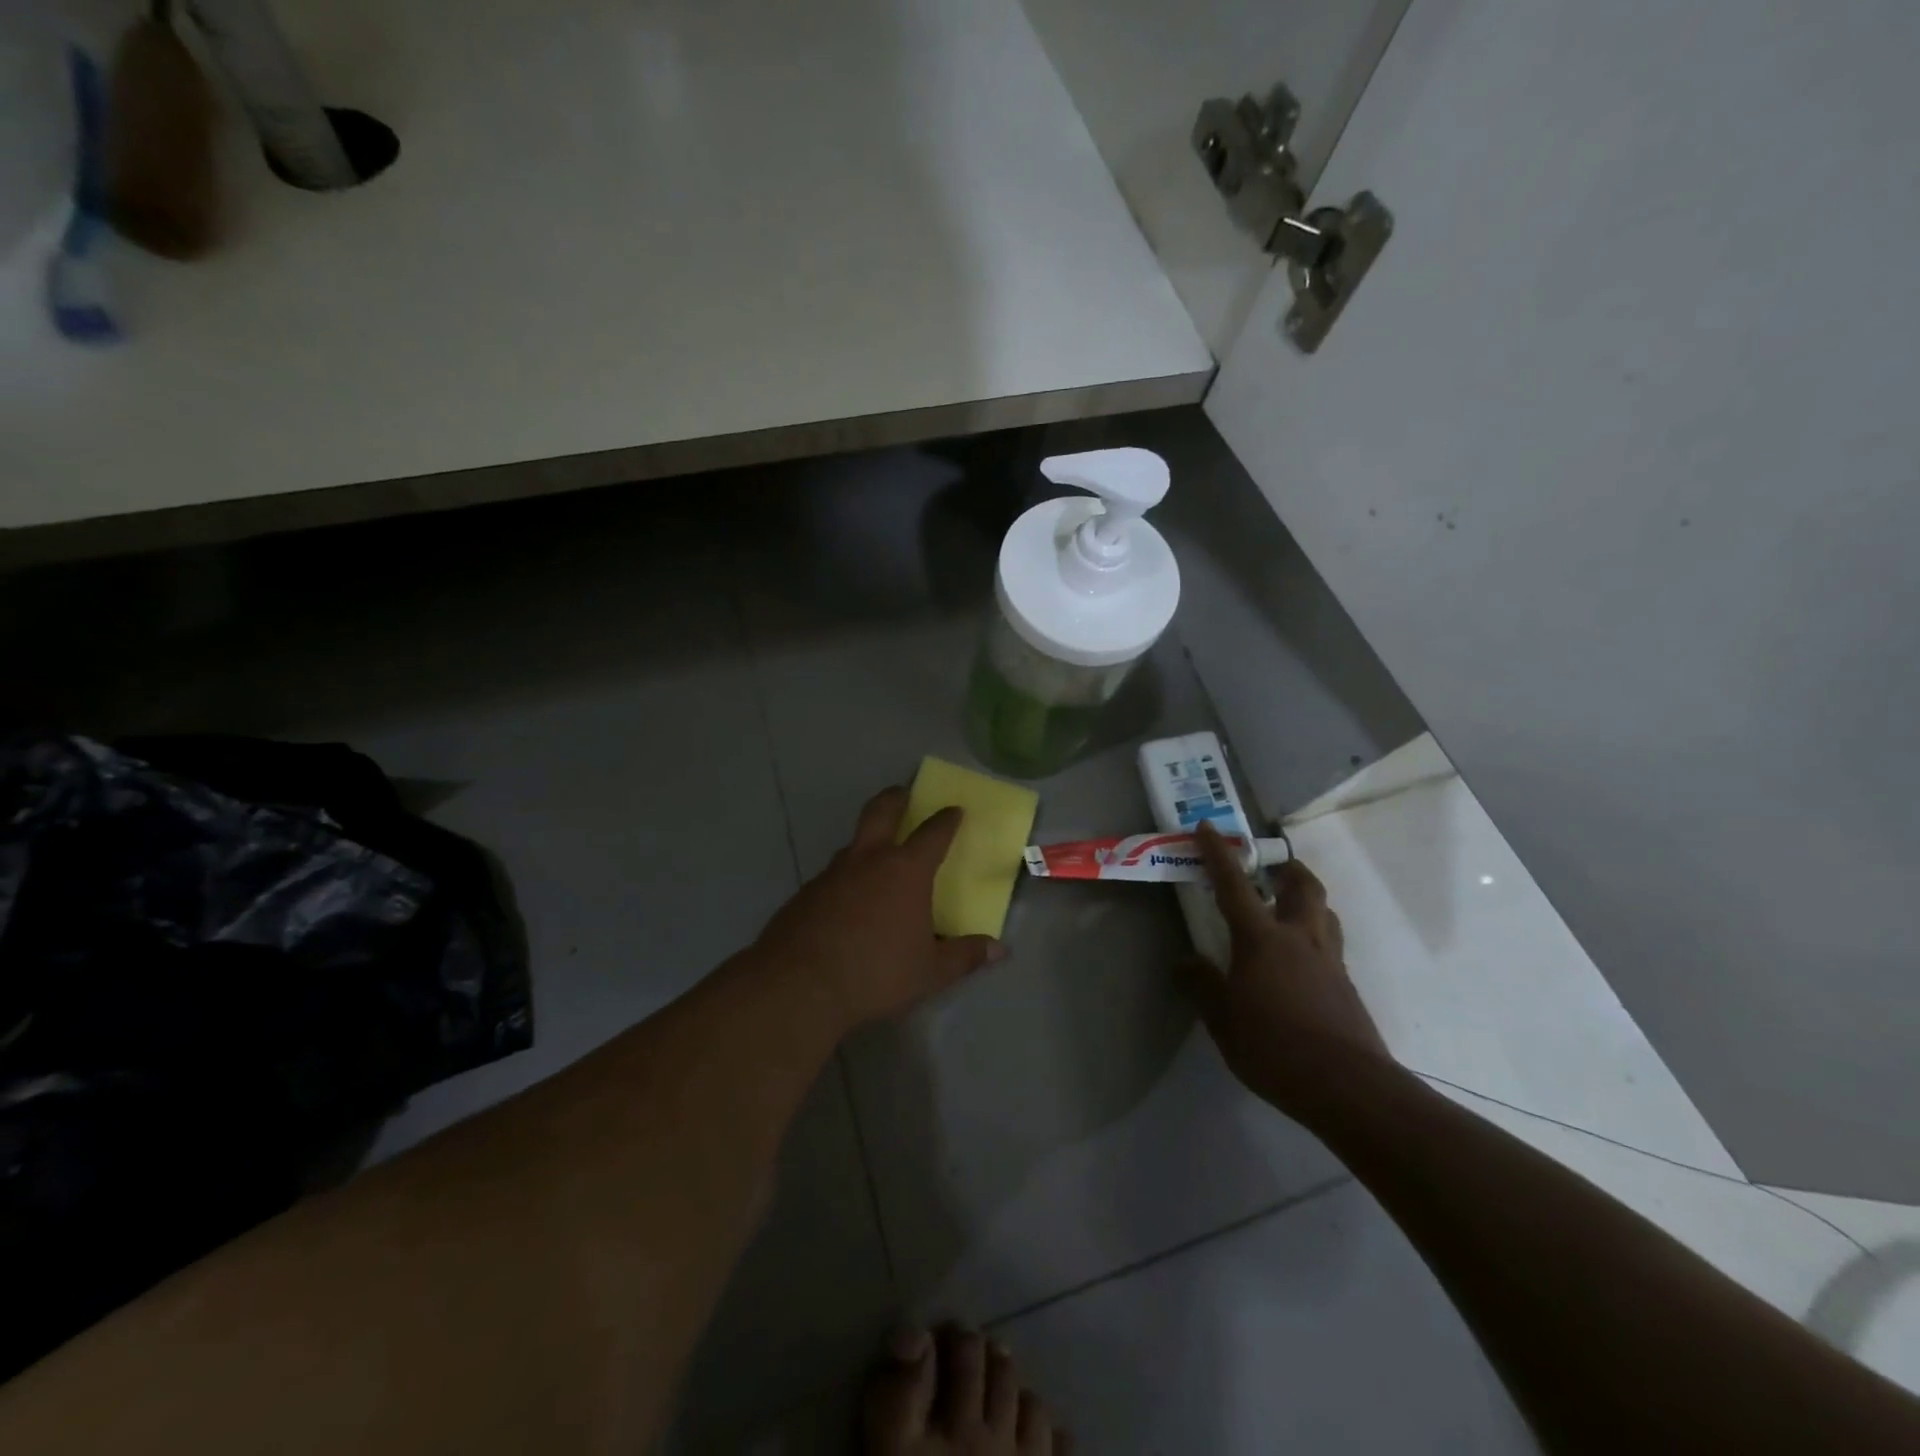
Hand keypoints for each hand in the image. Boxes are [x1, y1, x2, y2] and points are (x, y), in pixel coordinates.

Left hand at [754, 787, 1003, 1028]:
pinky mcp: (806, 892)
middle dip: (895, 797)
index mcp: (906, 871)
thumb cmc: (877, 972)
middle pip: (881, 811)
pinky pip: (832, 875)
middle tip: (903, 792)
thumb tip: (999, 949)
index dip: (946, 820)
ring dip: (867, 840)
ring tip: (876, 856)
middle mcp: (868, 860)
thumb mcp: (930, 972)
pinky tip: (846, 901)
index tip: (954, 810)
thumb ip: (964, 956)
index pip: (933, 833)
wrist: (800, 984)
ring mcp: (832, 873)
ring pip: (853, 843)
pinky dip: (845, 877)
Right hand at [1179, 821, 1393, 1120]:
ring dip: (1307, 900)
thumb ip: (1202, 985)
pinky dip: (1314, 938)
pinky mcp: (1347, 988)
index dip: (1219, 853)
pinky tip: (1300, 964)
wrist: (1348, 1087)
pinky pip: (1330, 947)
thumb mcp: (1223, 1019)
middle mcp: (1299, 938)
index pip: (1234, 884)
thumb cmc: (1274, 1046)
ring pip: (1324, 913)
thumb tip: (1185, 962)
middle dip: (1287, 868)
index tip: (1208, 828)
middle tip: (1271, 868)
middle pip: (1303, 886)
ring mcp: (1329, 962)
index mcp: (1262, 939)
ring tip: (1288, 910)